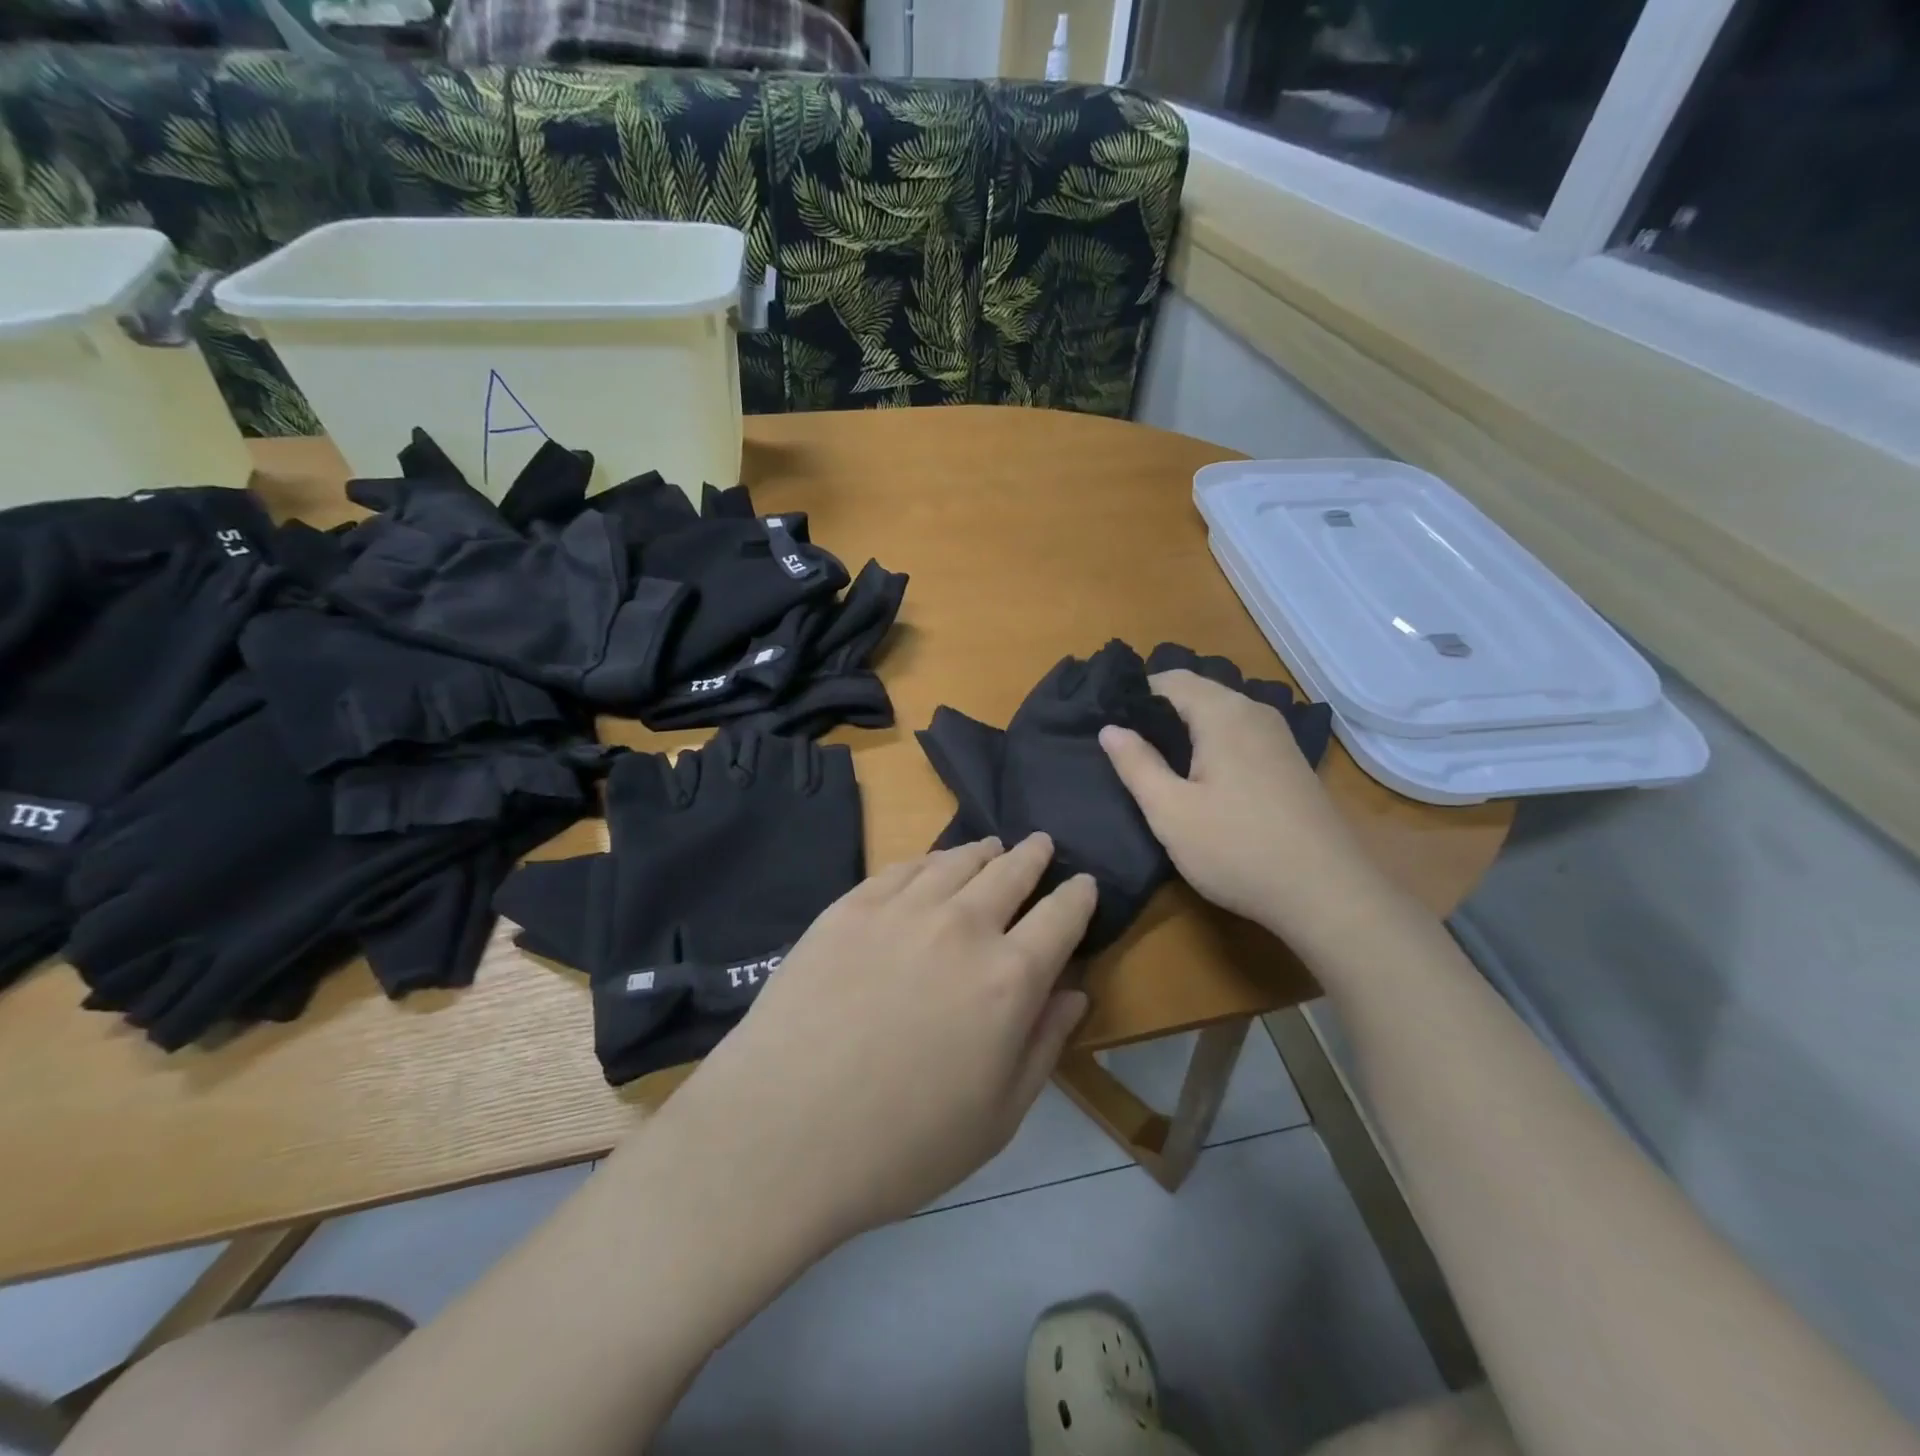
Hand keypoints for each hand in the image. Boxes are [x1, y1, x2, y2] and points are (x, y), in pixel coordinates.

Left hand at [659, 834, 1096, 1249]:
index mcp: (1010, 978)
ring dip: (984, 851)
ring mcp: (901, 909)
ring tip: (992, 848)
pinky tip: (931, 865)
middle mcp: (963, 926)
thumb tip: (1074, 993)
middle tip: (1041, 845)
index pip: (1062, 916)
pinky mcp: (850, 906)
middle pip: (1011, 872)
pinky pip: (903, 867)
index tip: (1084, 884)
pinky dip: (930, 860)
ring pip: (957, 860)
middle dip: (1034, 856)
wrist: (781, 1132)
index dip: (1079, 895)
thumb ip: (1044, 1046)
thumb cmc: (901, 1145)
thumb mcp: (997, 1117)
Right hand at [1099, 668, 1390, 945]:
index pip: (1169, 680)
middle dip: (1159, 713)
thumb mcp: (1171, 811)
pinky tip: (1202, 780)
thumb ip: (1136, 764)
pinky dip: (1213, 745)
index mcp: (1223, 713)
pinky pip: (1240, 735)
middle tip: (1125, 747)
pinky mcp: (1290, 763)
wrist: (1327, 894)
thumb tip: (1110, 728)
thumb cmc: (1238, 849)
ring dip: (1186, 730)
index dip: (1134, 697)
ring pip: (1220, 715)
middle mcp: (1255, 712)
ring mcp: (1279, 737)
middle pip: (1197, 693)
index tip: (1108, 725)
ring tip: (1156, 764)